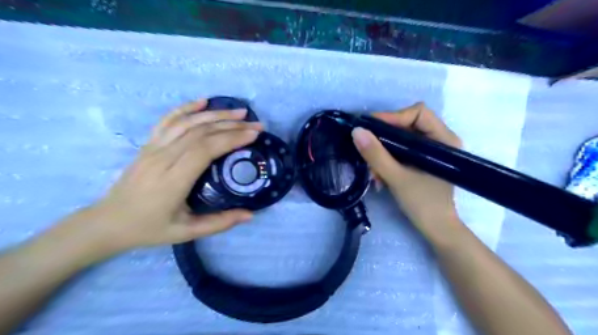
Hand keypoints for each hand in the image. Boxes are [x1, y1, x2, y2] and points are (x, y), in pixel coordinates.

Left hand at [78, 98, 261, 253]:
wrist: (108, 223)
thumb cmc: (149, 228)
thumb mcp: (187, 232)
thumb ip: (220, 223)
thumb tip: (251, 214)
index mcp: (173, 180)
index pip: (205, 149)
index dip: (231, 138)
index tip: (253, 134)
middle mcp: (163, 158)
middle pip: (200, 132)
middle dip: (232, 125)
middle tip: (256, 124)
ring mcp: (153, 148)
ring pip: (187, 122)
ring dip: (216, 114)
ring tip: (239, 111)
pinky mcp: (148, 144)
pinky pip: (168, 120)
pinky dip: (186, 107)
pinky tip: (203, 102)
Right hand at [354, 103, 461, 233]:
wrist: (436, 229)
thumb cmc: (423, 204)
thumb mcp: (397, 178)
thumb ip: (376, 155)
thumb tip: (356, 131)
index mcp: (443, 139)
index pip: (418, 113)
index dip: (393, 117)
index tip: (370, 128)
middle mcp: (439, 140)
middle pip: (407, 124)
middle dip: (384, 138)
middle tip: (365, 146)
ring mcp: (430, 151)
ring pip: (401, 139)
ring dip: (383, 152)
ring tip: (372, 171)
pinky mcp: (421, 161)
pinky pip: (400, 151)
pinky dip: (387, 160)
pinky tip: (378, 175)